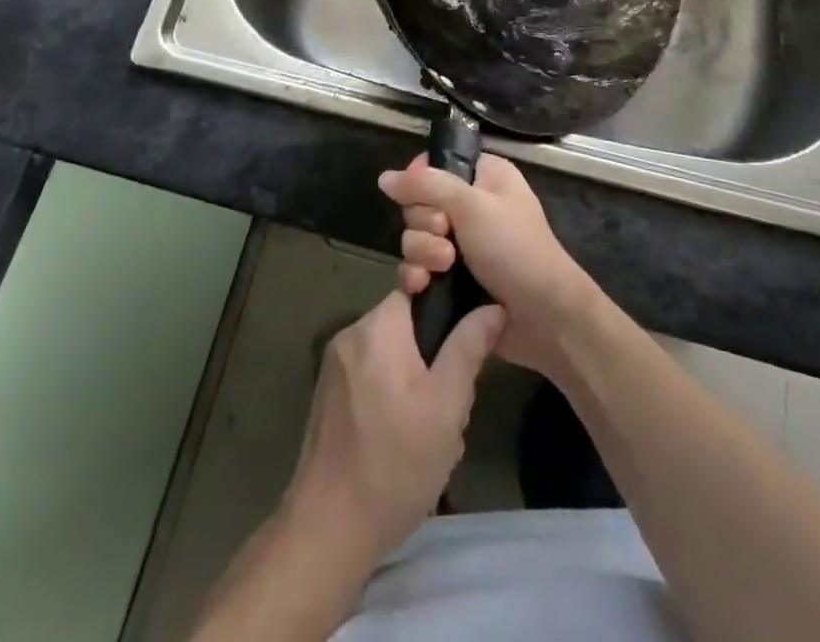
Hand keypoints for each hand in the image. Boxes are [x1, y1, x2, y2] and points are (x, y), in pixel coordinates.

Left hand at [284, 288, 504, 560]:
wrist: (328, 530)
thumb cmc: (395, 464)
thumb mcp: (447, 406)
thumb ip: (469, 348)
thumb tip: (492, 306)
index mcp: (378, 326)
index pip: (418, 288)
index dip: (447, 311)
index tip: (464, 346)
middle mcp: (350, 333)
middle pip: (406, 324)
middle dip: (433, 357)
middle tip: (451, 405)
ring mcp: (334, 365)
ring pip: (390, 353)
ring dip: (414, 380)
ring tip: (431, 430)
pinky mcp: (326, 394)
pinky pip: (370, 375)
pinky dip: (391, 395)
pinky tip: (403, 439)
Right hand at [379, 153, 599, 375]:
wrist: (543, 317)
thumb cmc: (514, 248)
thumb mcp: (473, 206)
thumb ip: (426, 186)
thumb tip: (384, 177)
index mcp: (484, 176)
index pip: (436, 164)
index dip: (421, 180)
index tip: (424, 196)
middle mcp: (471, 205)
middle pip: (419, 202)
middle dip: (424, 222)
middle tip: (446, 234)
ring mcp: (461, 244)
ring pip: (416, 237)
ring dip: (423, 251)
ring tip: (444, 266)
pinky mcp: (452, 279)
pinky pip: (418, 267)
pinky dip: (417, 275)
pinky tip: (422, 286)